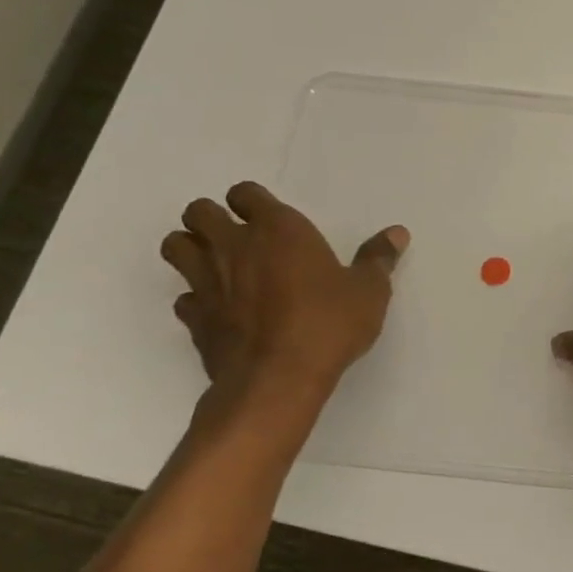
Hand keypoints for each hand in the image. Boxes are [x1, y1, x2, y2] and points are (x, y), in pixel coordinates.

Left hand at [161, 181, 407, 394]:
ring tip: (218, 264)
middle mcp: (234, 246)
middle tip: (238, 236)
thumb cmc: (329, 324)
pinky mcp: (195, 318)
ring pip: (175, 246)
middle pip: (199, 212)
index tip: (269, 217)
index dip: (253, 201)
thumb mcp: (369, 291)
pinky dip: (196, 297)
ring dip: (191, 248)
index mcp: (279, 230)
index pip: (246, 193)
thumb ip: (378, 259)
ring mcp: (207, 281)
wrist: (278, 378)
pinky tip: (219, 309)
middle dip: (212, 218)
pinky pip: (183, 296)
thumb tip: (397, 233)